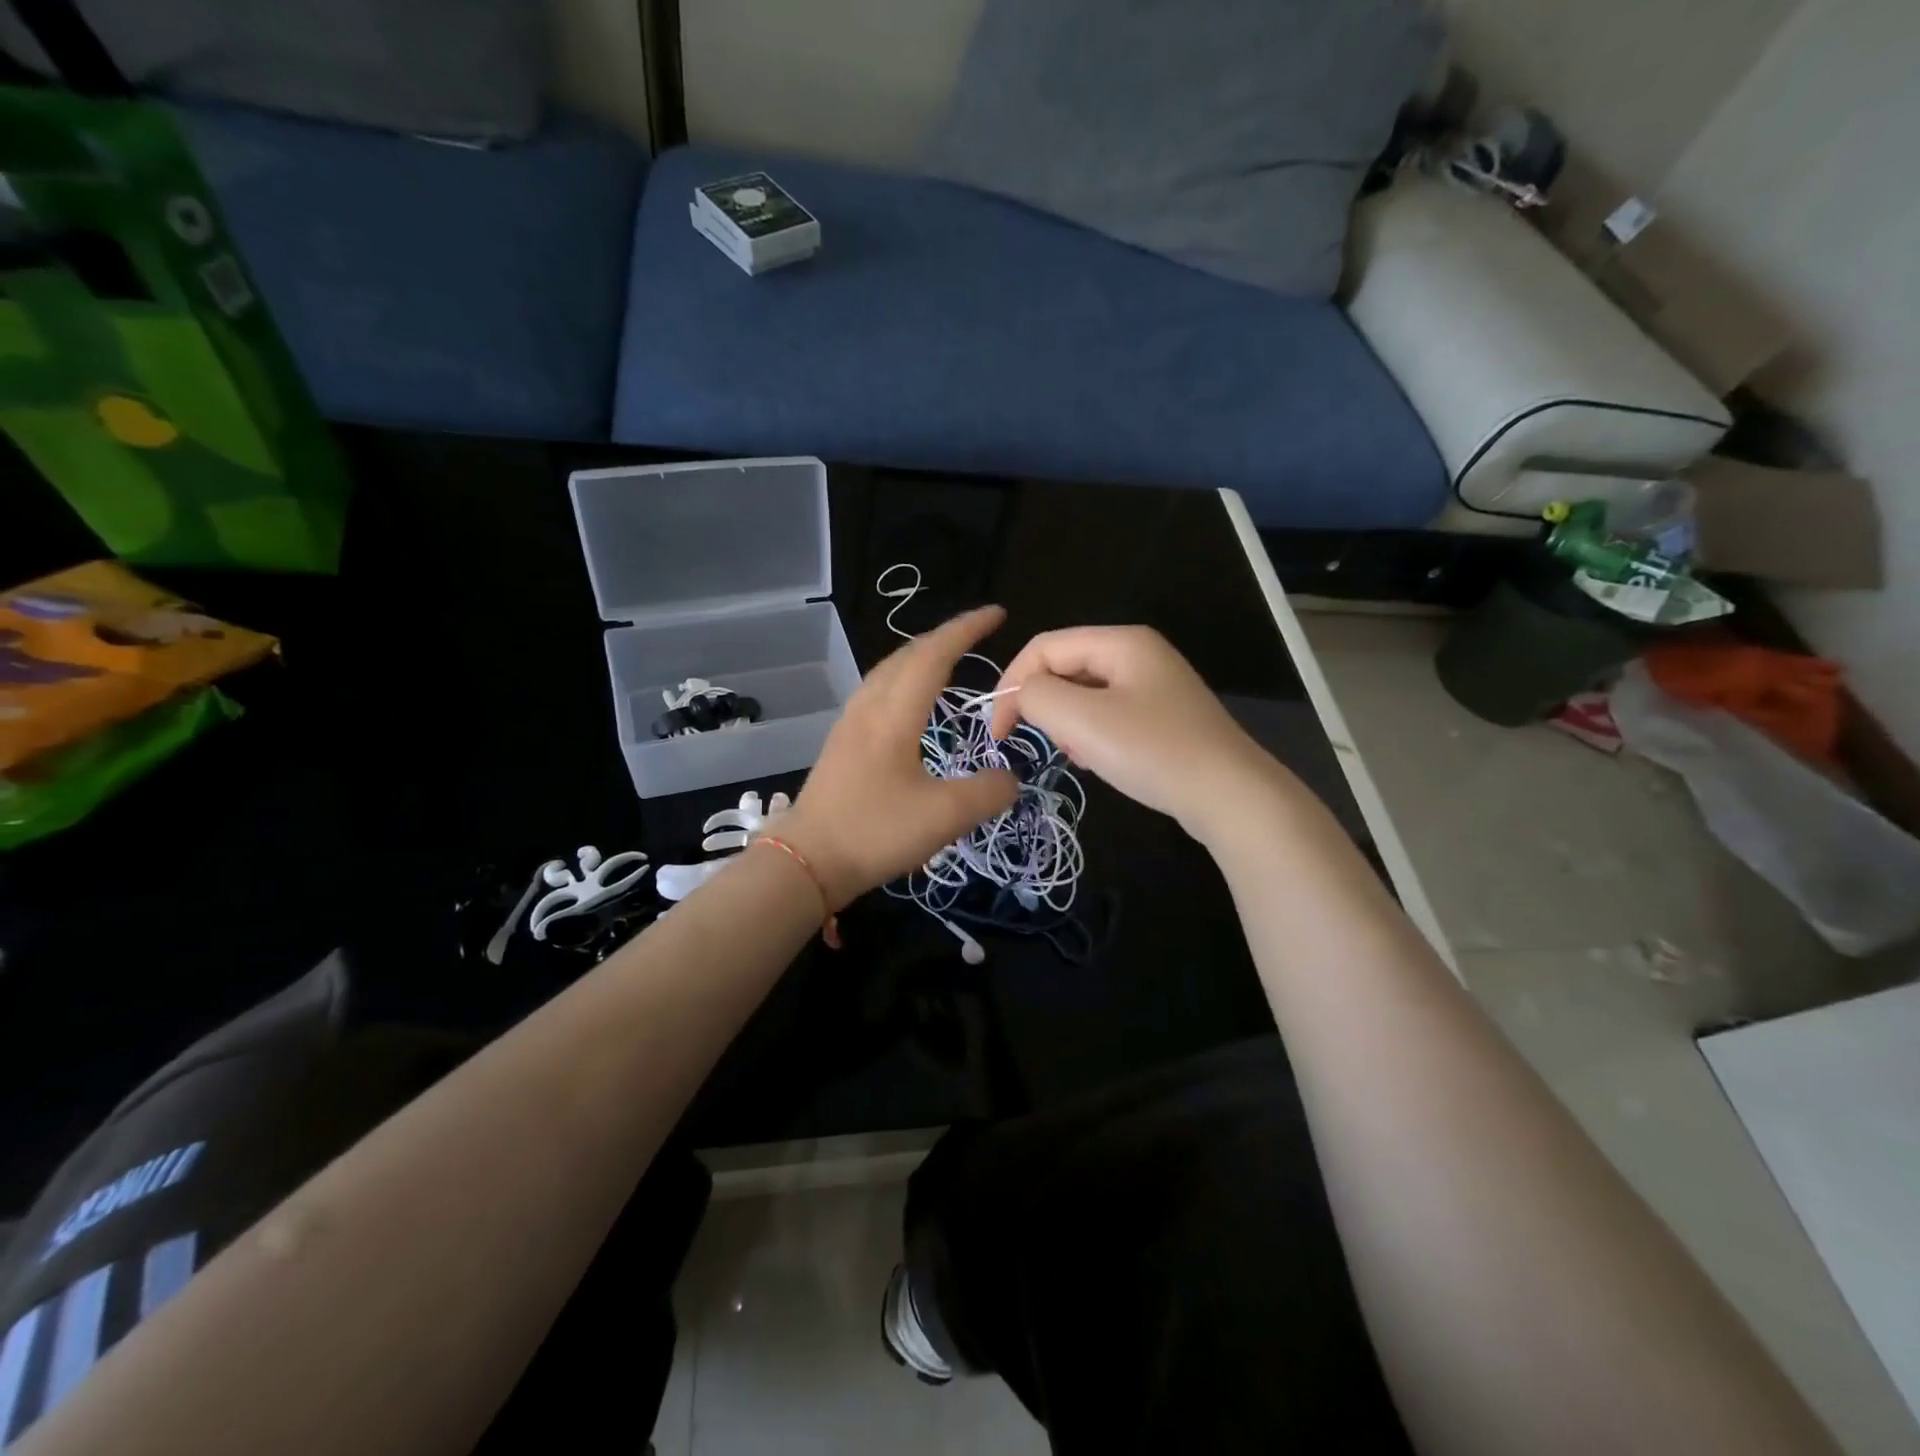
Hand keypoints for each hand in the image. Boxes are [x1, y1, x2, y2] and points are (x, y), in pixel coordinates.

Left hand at [778, 607, 1018, 908]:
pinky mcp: (841, 745)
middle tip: (977, 634)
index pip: (934, 655)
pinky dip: (903, 680)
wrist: (805, 863)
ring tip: (946, 660)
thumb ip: (987, 793)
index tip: (996, 613)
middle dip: (944, 637)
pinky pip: (877, 693)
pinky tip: (909, 703)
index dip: (966, 630)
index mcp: (894, 715)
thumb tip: (1012, 778)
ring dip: (920, 657)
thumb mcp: (945, 817)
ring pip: (887, 672)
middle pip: (906, 655)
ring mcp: (849, 726)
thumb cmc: (875, 833)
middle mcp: (869, 709)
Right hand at [990, 626, 1279, 838]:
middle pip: (1065, 668)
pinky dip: (1093, 737)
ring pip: (1085, 696)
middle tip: (1051, 744)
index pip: (1044, 647)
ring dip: (1069, 725)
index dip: (1012, 683)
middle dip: (1046, 706)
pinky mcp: (1164, 717)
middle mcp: (1139, 654)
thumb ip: (1036, 696)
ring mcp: (1155, 686)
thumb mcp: (1081, 720)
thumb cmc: (1152, 751)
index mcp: (1121, 641)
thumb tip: (1024, 695)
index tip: (999, 732)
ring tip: (1080, 756)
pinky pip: (1109, 716)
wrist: (1230, 796)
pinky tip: (1101, 763)